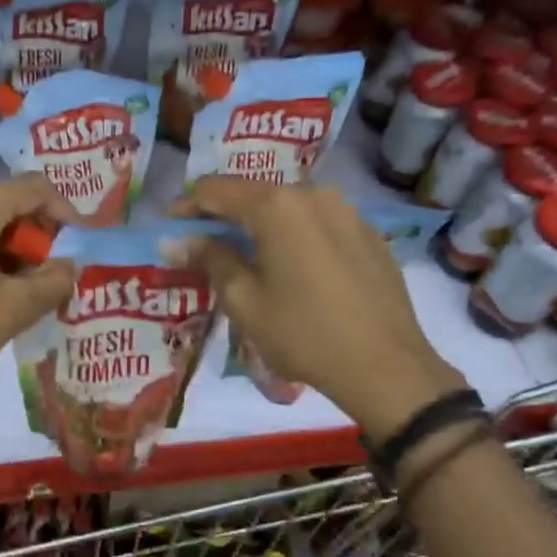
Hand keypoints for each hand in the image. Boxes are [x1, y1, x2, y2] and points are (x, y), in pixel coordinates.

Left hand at [0, 174, 75, 400]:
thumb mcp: (13, 310)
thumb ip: (52, 281)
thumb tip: (68, 265)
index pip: (31, 188)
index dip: (62, 210)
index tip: (73, 244)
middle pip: (0, 204)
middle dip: (30, 235)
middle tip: (43, 274)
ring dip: (0, 247)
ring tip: (10, 288)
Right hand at [174, 177, 465, 436]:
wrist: (385, 366)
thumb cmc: (303, 333)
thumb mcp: (244, 300)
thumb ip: (210, 259)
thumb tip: (177, 240)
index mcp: (277, 207)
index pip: (216, 190)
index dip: (187, 207)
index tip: (171, 230)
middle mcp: (314, 195)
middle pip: (254, 196)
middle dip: (224, 219)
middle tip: (204, 250)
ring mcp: (347, 212)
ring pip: (288, 210)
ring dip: (260, 229)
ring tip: (247, 263)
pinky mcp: (370, 235)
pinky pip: (318, 226)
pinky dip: (294, 239)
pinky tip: (292, 273)